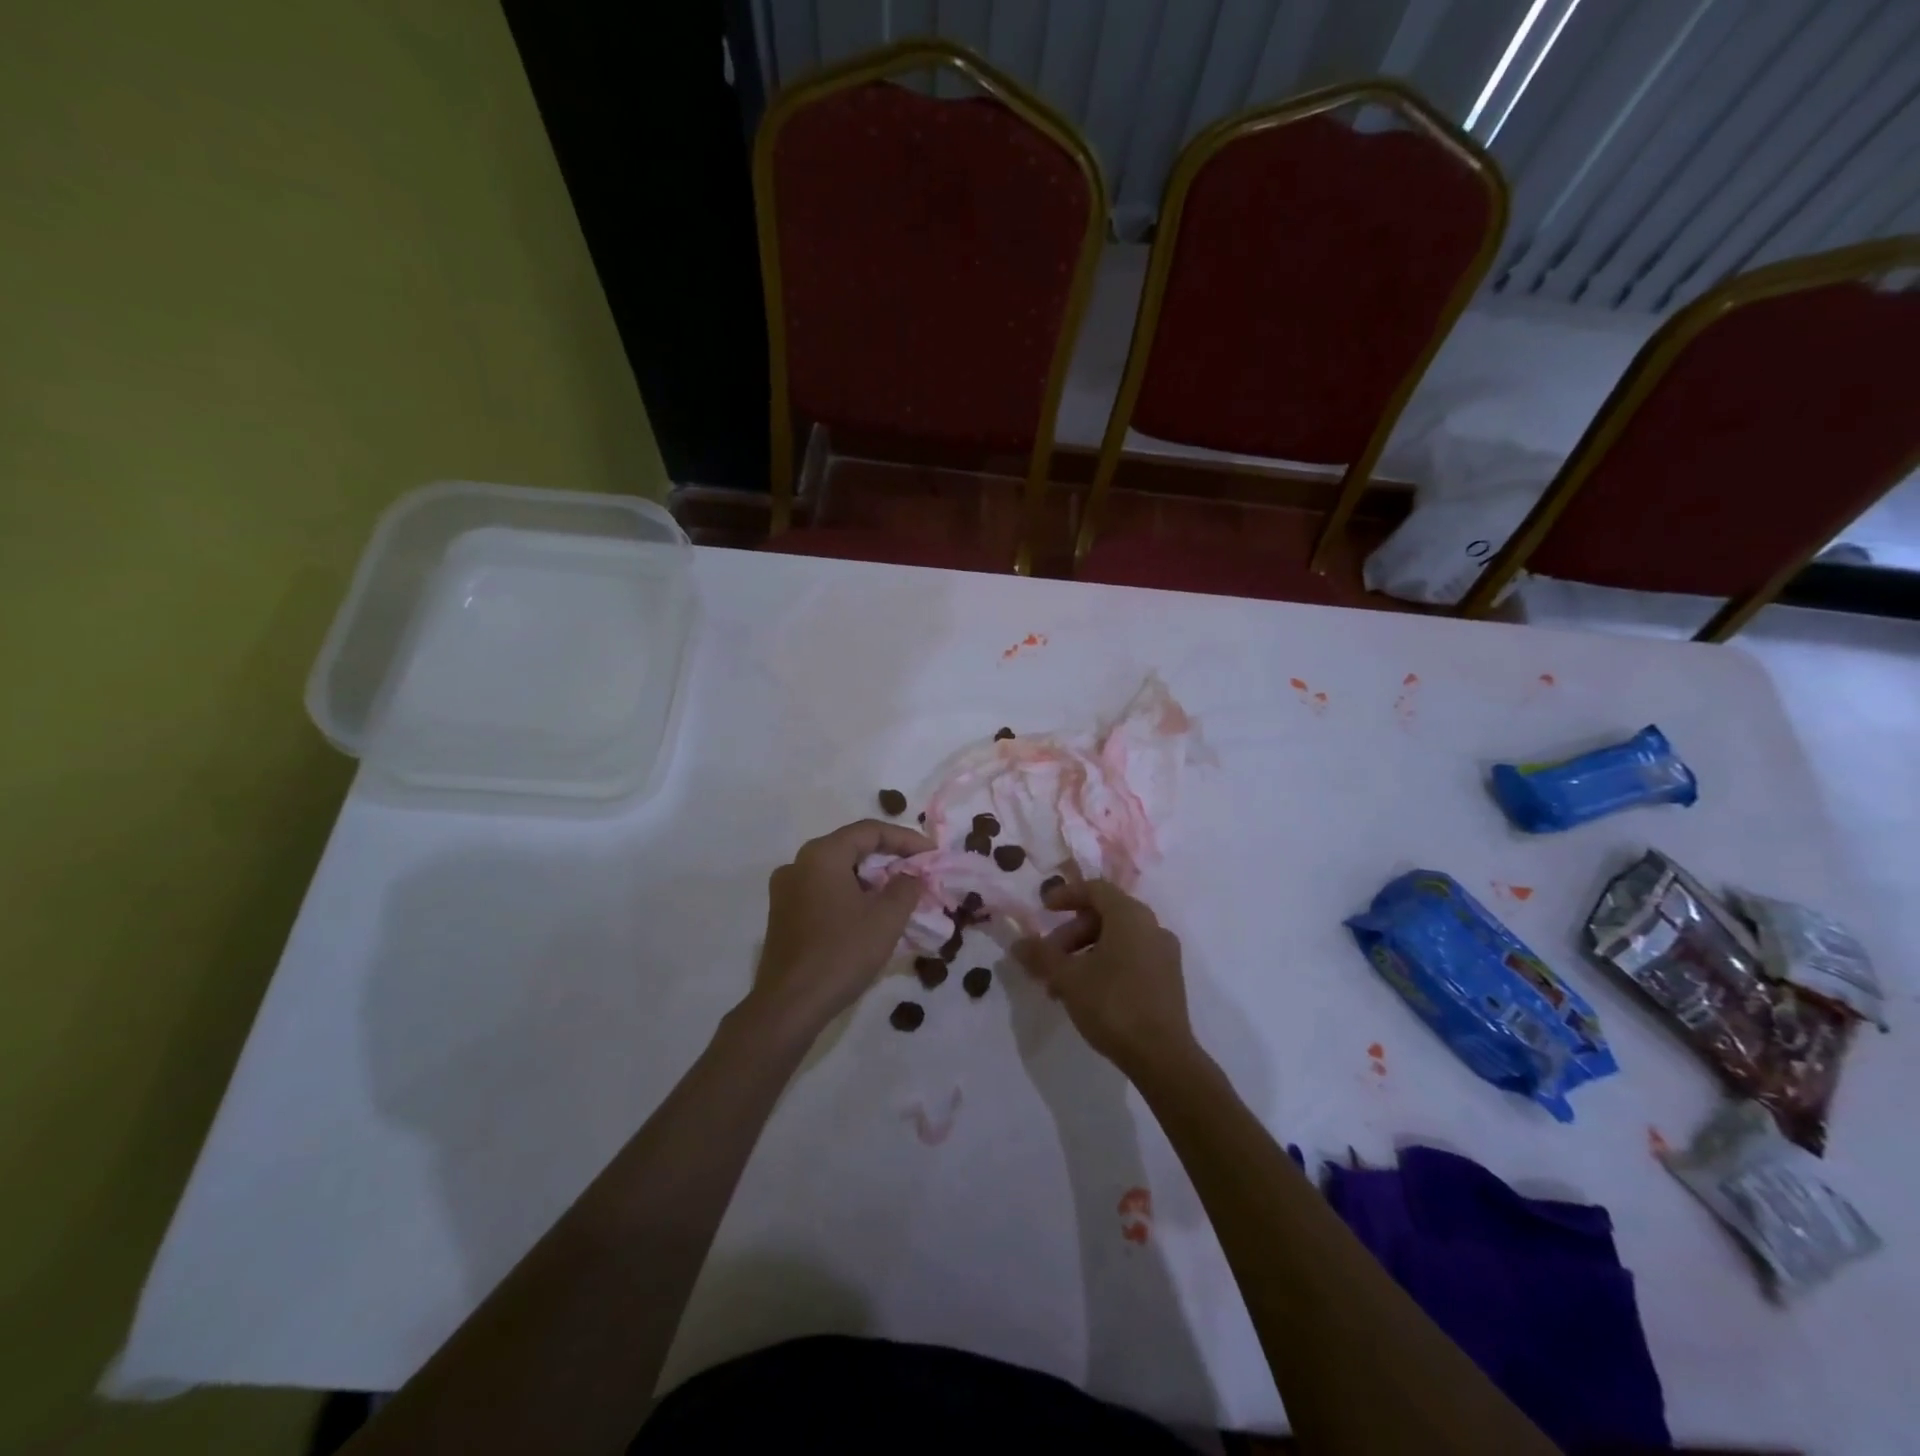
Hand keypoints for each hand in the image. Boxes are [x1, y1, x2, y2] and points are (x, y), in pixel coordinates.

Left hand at [745, 819, 932, 1036]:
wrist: (789, 1006)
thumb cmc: (841, 954)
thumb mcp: (886, 918)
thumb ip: (906, 887)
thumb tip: (911, 874)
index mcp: (821, 855)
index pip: (870, 831)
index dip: (906, 839)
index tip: (932, 854)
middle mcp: (799, 863)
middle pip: (851, 847)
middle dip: (889, 857)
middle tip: (919, 871)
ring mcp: (786, 890)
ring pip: (837, 870)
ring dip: (870, 877)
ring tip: (899, 893)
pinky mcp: (783, 914)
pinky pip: (824, 890)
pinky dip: (850, 893)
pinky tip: (870, 913)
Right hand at [1013, 879, 1193, 1075]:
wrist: (1162, 1057)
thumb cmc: (1113, 1005)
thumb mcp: (1068, 978)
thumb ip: (1041, 956)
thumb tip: (1017, 944)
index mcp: (1130, 916)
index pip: (1095, 889)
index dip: (1066, 895)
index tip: (1043, 909)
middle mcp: (1152, 927)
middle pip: (1104, 915)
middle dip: (1071, 933)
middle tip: (1048, 957)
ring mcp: (1164, 954)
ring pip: (1116, 939)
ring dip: (1084, 953)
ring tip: (1060, 984)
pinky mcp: (1168, 979)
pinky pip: (1131, 957)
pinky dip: (1105, 964)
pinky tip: (1086, 994)